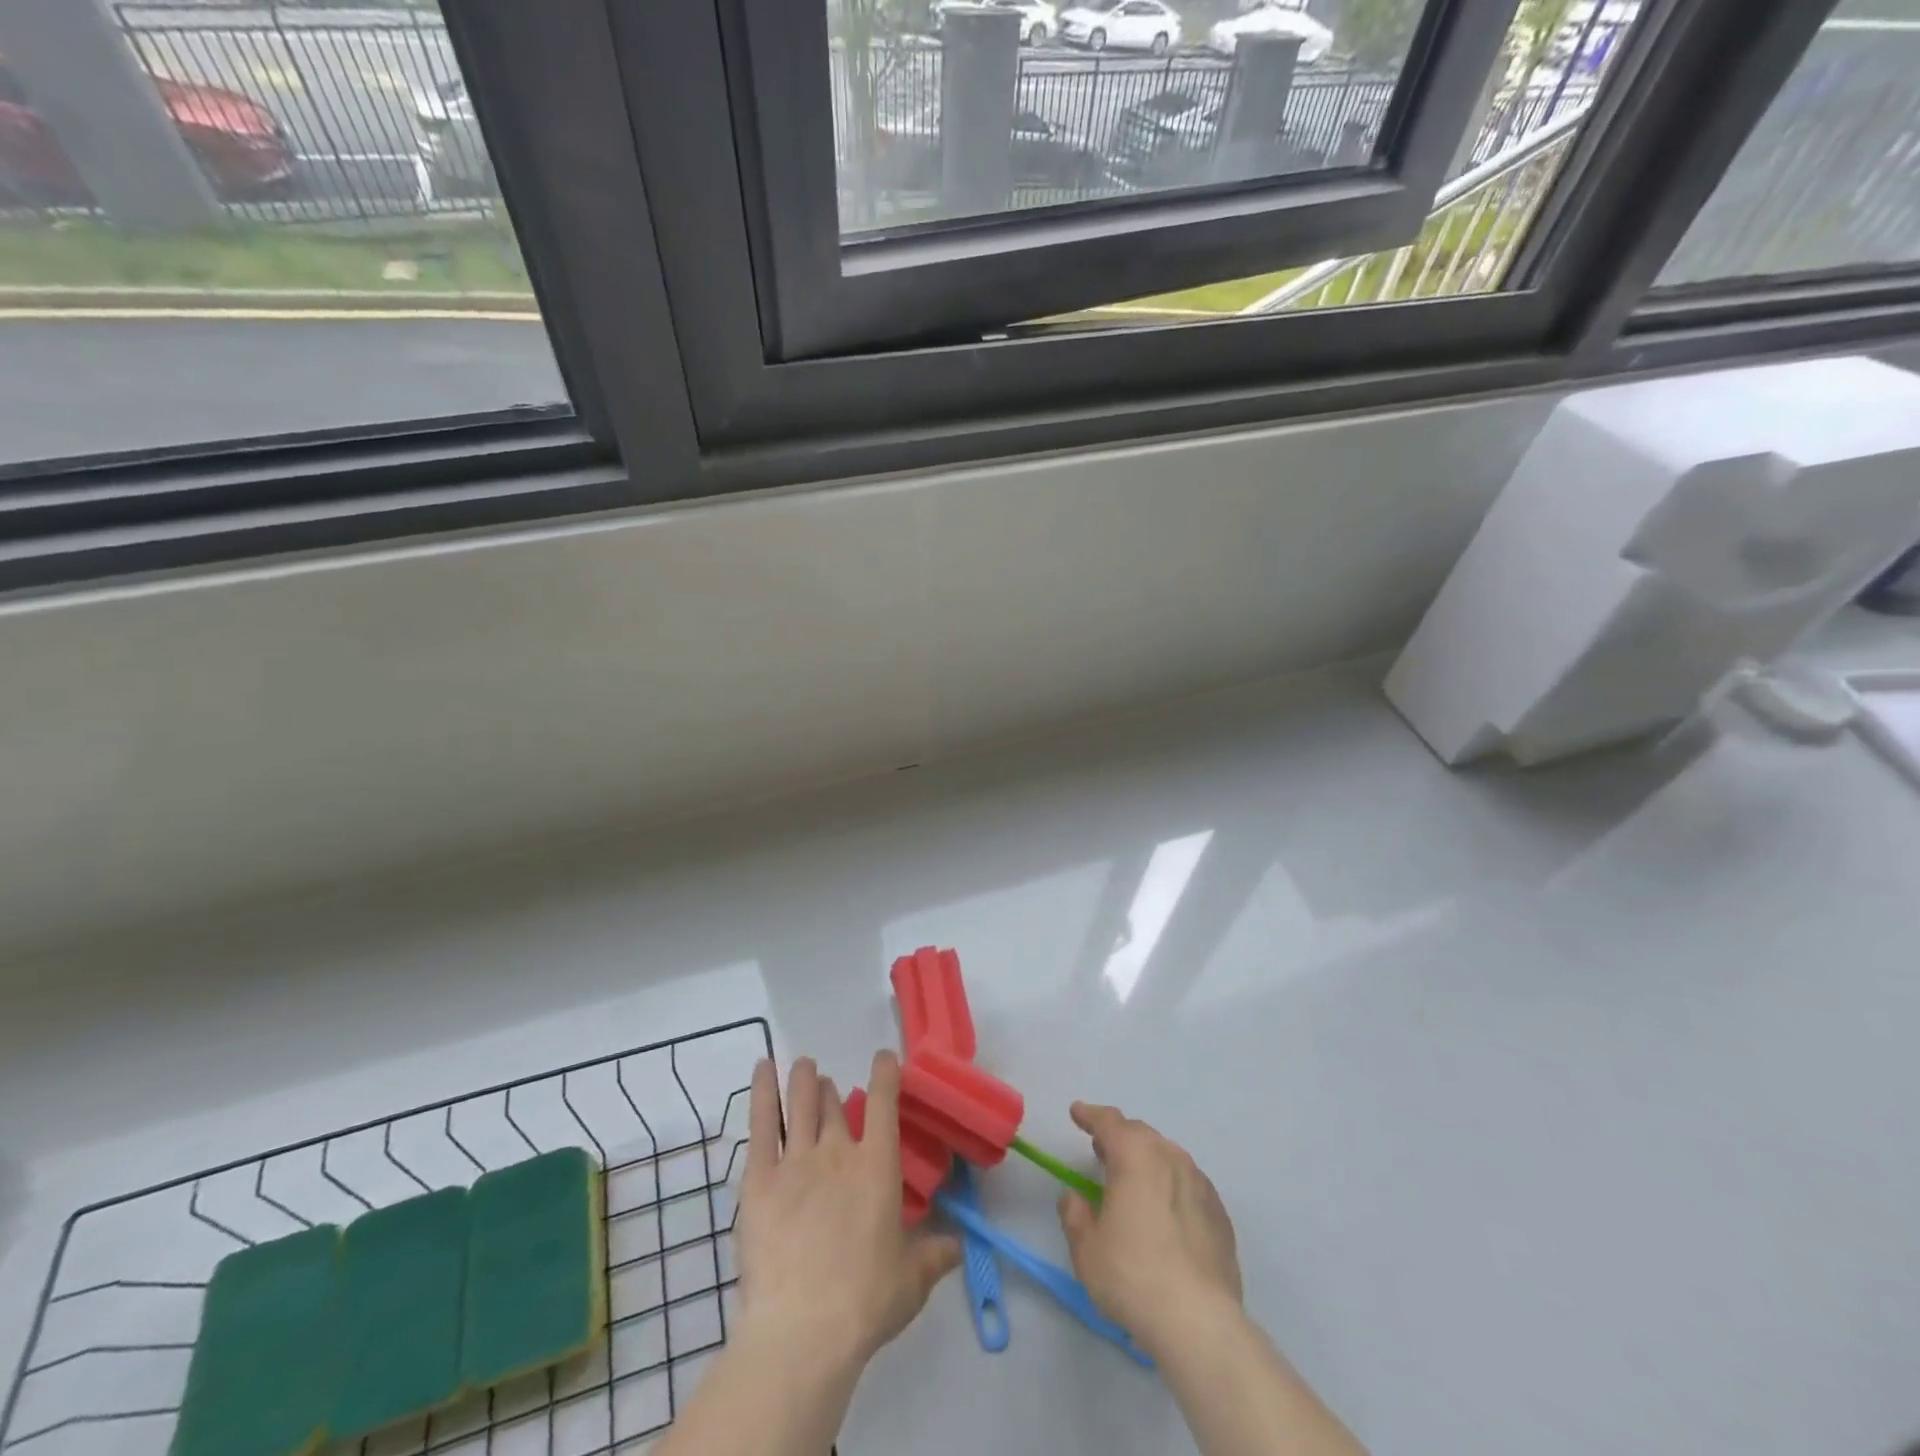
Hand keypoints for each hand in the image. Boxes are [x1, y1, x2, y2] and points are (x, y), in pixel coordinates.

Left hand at [735, 1052, 960, 1369]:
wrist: (803, 1329)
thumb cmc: (865, 1300)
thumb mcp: (912, 1280)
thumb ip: (935, 1255)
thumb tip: (958, 1245)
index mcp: (877, 1165)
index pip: (885, 1101)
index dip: (885, 1073)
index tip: (884, 1058)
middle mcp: (838, 1150)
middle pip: (833, 1104)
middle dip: (831, 1092)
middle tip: (828, 1090)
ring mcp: (796, 1160)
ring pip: (800, 1103)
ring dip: (803, 1080)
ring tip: (804, 1066)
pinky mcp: (760, 1179)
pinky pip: (762, 1123)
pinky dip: (762, 1091)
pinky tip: (762, 1068)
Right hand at [1056, 1101, 1241, 1355]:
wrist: (1200, 1323)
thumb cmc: (1133, 1276)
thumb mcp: (1086, 1248)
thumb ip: (1075, 1214)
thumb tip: (1075, 1197)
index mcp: (1135, 1155)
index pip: (1108, 1121)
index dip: (1090, 1115)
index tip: (1077, 1112)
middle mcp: (1170, 1157)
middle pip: (1140, 1135)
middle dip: (1119, 1138)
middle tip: (1102, 1151)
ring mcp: (1200, 1184)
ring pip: (1167, 1157)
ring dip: (1146, 1161)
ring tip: (1133, 1182)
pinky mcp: (1220, 1214)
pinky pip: (1188, 1185)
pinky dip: (1170, 1187)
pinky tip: (1164, 1214)